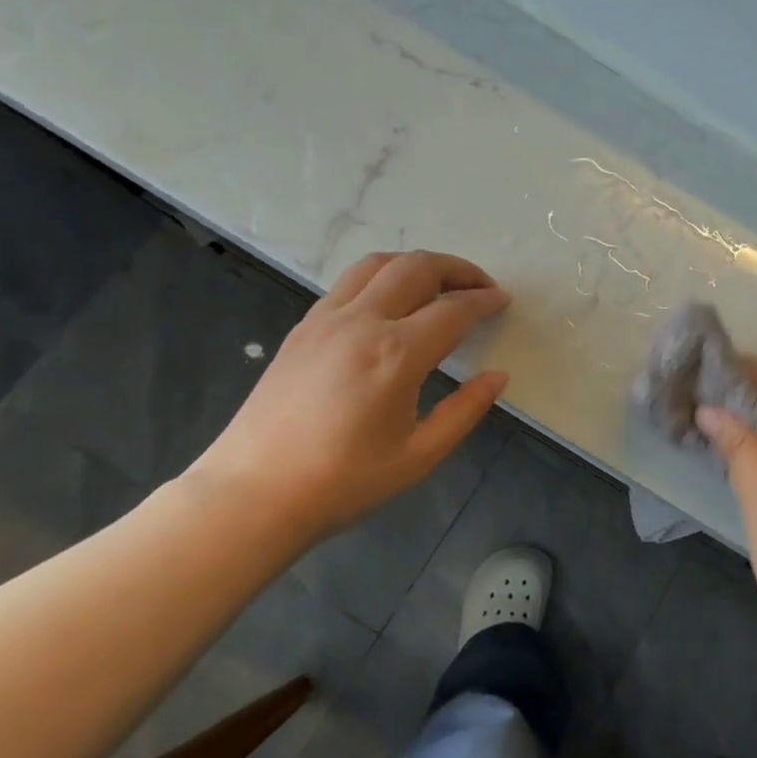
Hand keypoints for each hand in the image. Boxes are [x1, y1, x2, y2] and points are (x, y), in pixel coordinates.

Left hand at [190, 250, 510, 540]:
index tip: (503, 301)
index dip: (485, 301)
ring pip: (378, 264)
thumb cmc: (344, 482)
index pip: (454, 309)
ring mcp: (326, 320)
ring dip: (417, 264)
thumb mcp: (420, 455)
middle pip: (417, 268)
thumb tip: (497, 376)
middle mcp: (361, 323)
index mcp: (396, 354)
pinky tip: (392, 303)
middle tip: (481, 286)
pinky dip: (382, 277)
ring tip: (440, 284)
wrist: (253, 494)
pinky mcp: (303, 328)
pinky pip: (349, 282)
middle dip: (457, 269)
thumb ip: (466, 410)